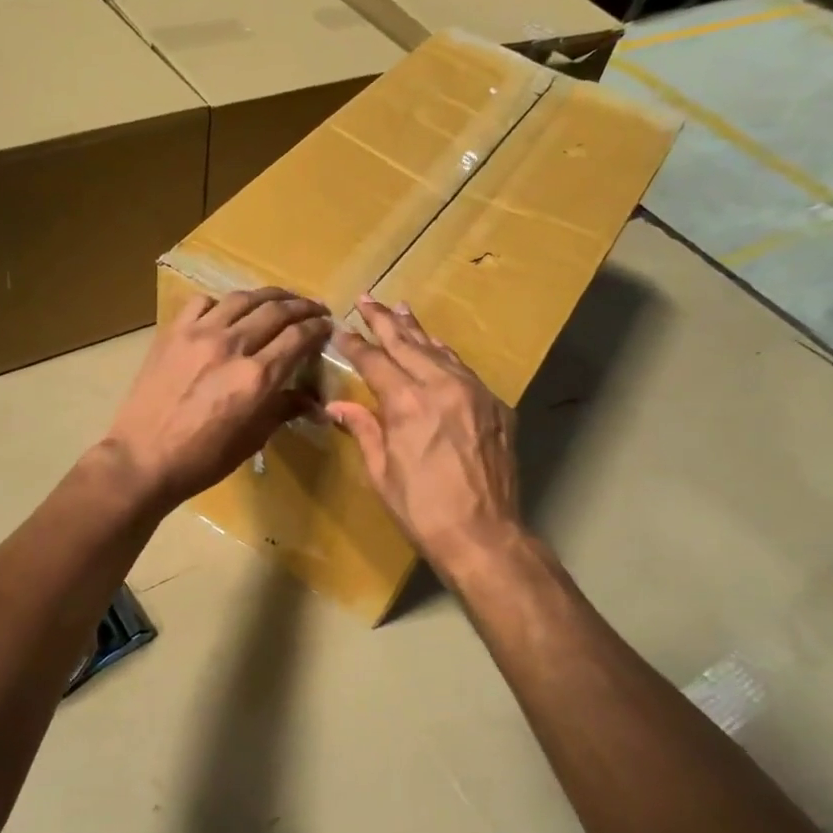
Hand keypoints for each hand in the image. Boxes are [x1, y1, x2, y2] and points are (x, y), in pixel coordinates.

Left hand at [100, 288, 330, 514]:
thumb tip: (315, 404)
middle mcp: (232, 346)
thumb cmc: (203, 459)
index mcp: (257, 377)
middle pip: (276, 311)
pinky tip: (227, 312)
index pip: (298, 338)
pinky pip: (202, 303)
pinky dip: (221, 303)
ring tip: (280, 299)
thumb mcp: (252, 438)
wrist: (143, 459)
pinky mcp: (172, 333)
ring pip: (242, 299)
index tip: (327, 326)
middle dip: (301, 306)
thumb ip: (284, 410)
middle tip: (313, 308)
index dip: (318, 328)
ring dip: (268, 296)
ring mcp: (199, 334)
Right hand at [327, 297, 523, 579]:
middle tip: (368, 299)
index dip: (355, 344)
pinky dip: (444, 354)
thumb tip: (336, 405)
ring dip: (417, 330)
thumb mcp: (381, 471)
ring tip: (400, 309)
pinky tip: (436, 347)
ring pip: (439, 350)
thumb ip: (363, 429)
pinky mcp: (496, 406)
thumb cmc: (422, 509)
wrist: (484, 534)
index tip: (341, 328)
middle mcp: (442, 387)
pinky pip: (464, 369)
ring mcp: (474, 393)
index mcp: (408, 403)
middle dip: (384, 321)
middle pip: (408, 344)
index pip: (375, 361)